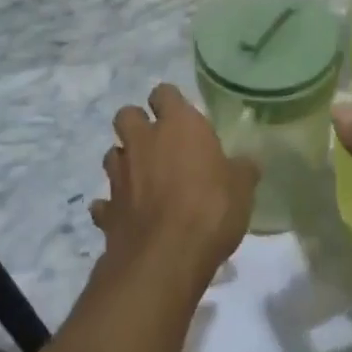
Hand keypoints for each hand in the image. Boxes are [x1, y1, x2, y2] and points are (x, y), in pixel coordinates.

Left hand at [91, 83, 256, 283]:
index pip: (164, 93)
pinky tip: (126, 216)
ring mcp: (120, 174)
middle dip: (137, 124)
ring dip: (124, 162)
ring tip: (142, 179)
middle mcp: (143, 141)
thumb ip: (242, 170)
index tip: (180, 115)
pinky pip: (104, 202)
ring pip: (112, 154)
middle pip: (126, 115)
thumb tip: (247, 163)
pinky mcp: (107, 209)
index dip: (169, 102)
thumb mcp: (242, 189)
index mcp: (177, 125)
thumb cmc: (210, 210)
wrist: (165, 259)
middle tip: (156, 142)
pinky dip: (112, 206)